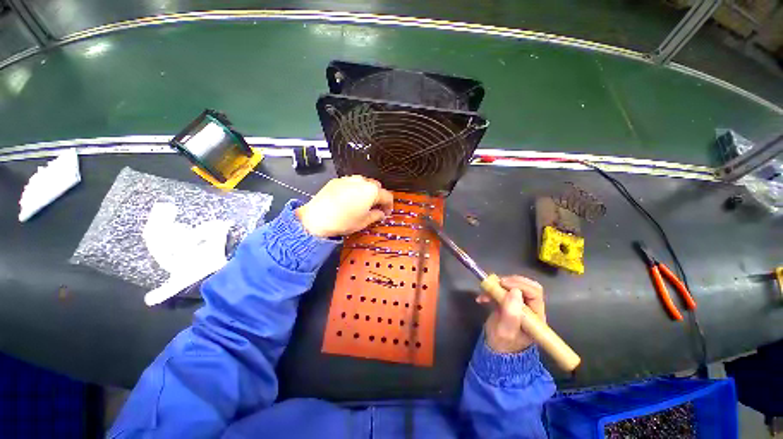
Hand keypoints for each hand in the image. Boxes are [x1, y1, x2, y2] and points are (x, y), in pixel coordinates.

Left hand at [296, 176, 393, 237]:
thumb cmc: (343, 221)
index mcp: (372, 191)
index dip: (389, 206)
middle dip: (378, 197)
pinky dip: (354, 190)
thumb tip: (381, 214)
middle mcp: (362, 181)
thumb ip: (376, 215)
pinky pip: (351, 183)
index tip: (386, 213)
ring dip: (366, 192)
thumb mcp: (364, 221)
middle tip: (375, 208)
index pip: (387, 196)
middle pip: (376, 187)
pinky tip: (348, 200)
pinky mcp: (337, 180)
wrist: (317, 218)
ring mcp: (348, 179)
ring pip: (363, 183)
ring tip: (361, 203)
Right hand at [477, 275, 545, 352]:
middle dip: (510, 282)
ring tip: (485, 292)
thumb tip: (515, 291)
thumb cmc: (503, 344)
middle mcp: (530, 308)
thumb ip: (511, 314)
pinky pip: (502, 291)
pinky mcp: (508, 303)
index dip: (519, 285)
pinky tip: (482, 298)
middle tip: (496, 283)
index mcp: (536, 316)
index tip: (503, 284)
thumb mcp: (506, 331)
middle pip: (526, 286)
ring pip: (514, 286)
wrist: (495, 351)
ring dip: (498, 286)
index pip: (534, 293)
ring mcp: (519, 305)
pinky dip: (491, 290)